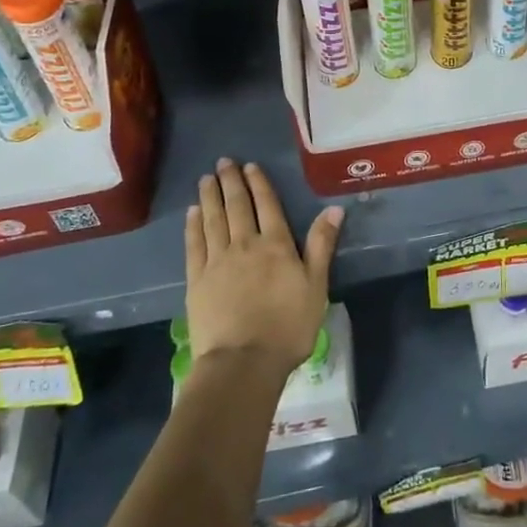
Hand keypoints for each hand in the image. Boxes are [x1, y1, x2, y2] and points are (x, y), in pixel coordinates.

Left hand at [184, 159, 342, 379]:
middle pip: (237, 206)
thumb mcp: (316, 286)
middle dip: (230, 182)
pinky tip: (193, 213)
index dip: (258, 184)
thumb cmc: (287, 327)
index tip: (249, 166)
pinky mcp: (196, 281)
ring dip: (210, 197)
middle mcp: (245, 244)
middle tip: (223, 162)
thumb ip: (321, 245)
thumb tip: (334, 209)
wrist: (242, 363)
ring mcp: (217, 261)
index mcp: (276, 245)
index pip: (267, 205)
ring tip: (206, 179)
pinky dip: (193, 225)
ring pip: (213, 220)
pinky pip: (194, 245)